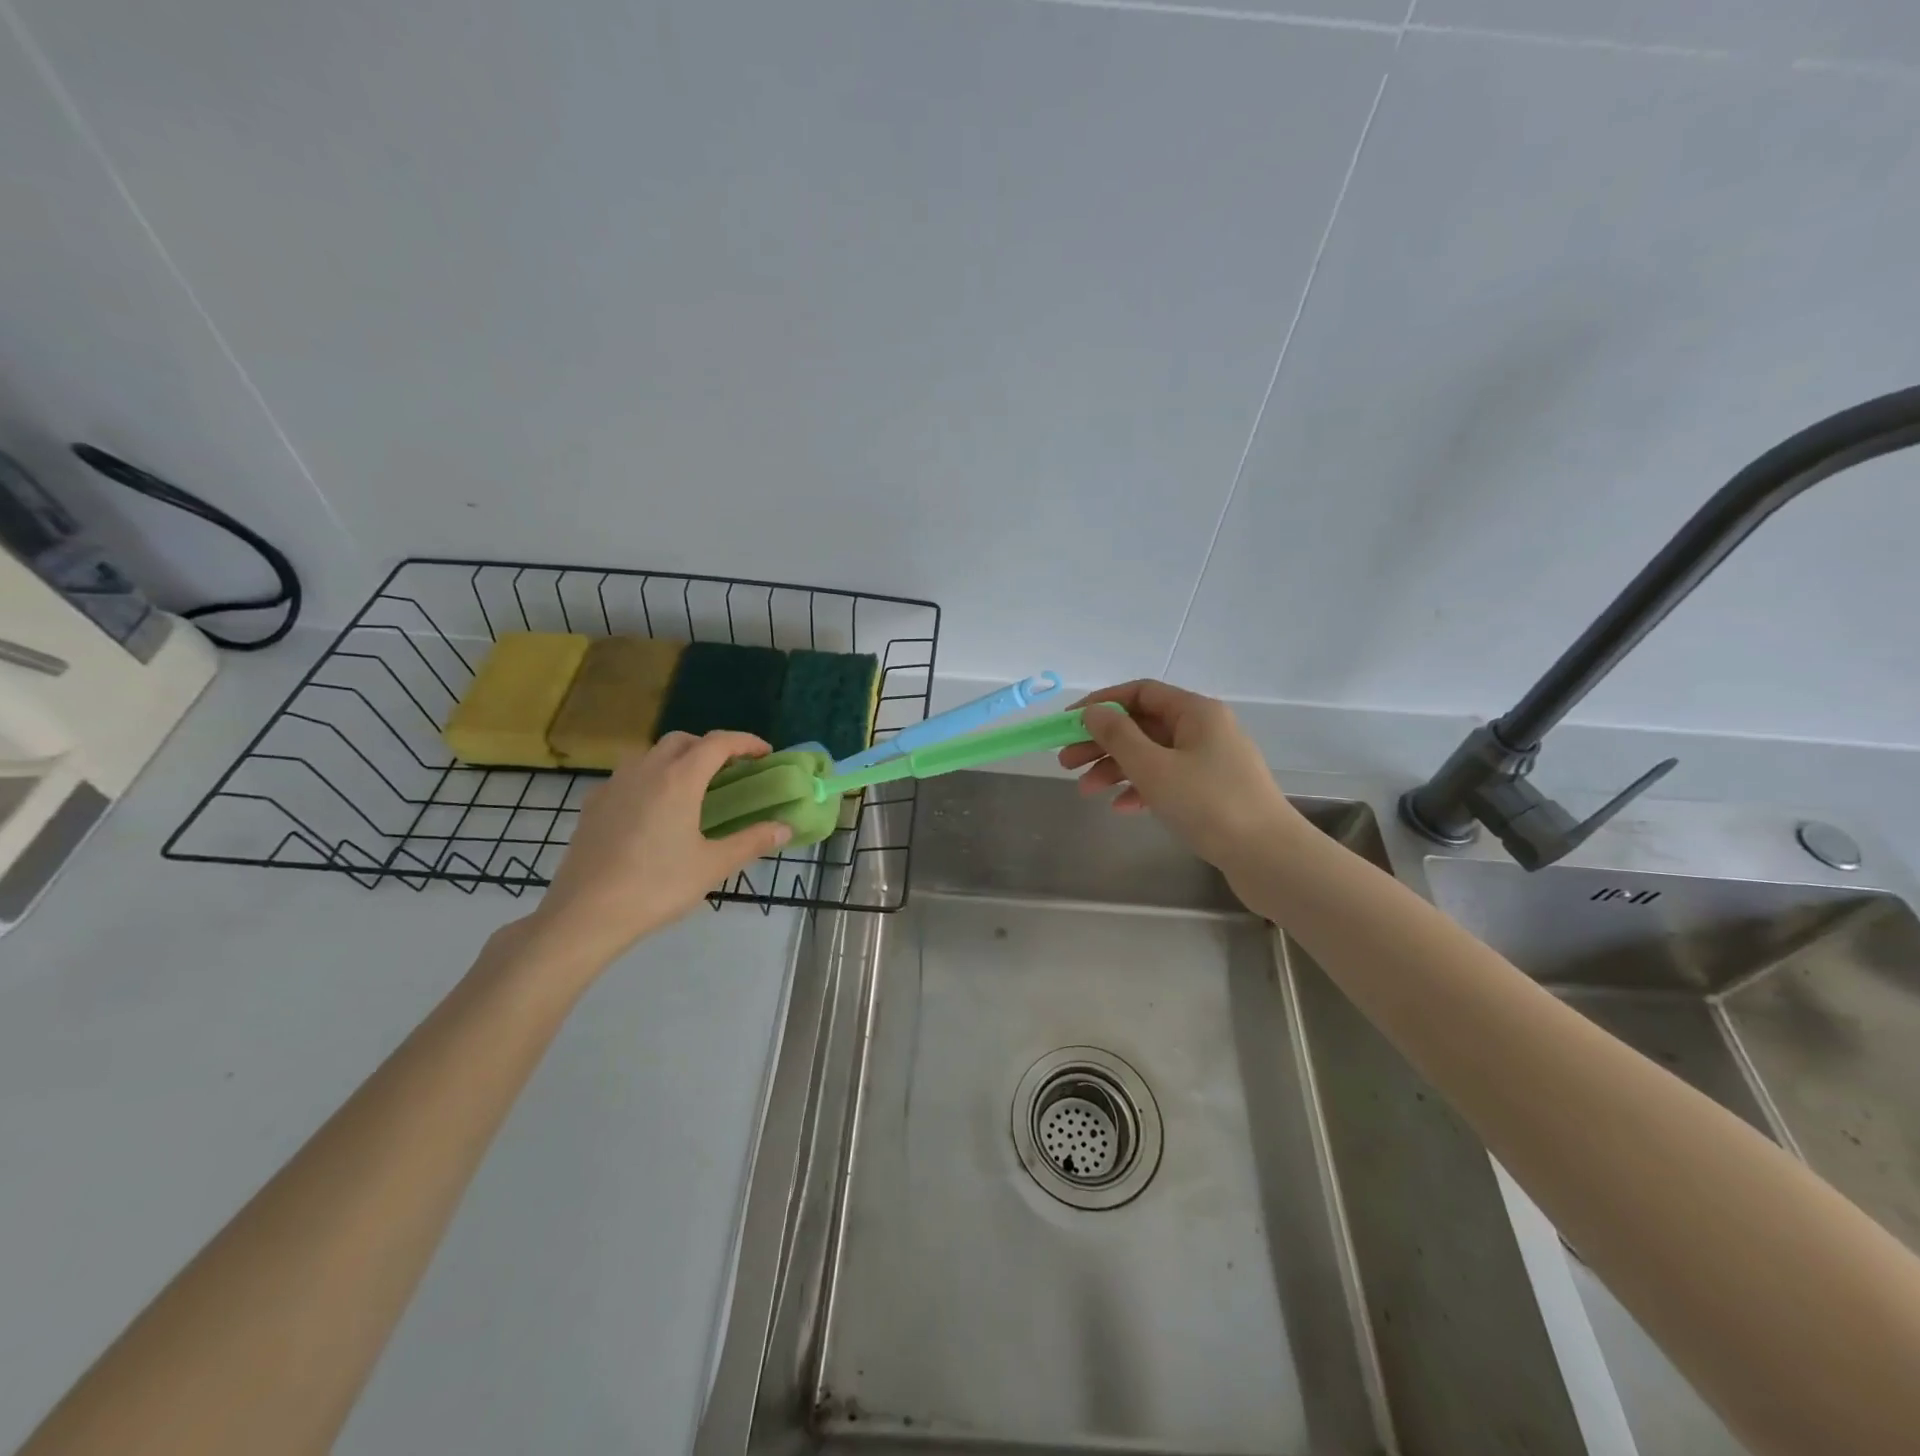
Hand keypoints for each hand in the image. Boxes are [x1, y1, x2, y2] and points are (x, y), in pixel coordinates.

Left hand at [526, 731, 791, 968]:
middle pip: (682, 741)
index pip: (717, 743)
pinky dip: (651, 778)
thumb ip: (752, 841)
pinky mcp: (593, 805)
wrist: (584, 915)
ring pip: (651, 754)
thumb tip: (785, 828)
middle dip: (711, 747)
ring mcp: (614, 785)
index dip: (746, 742)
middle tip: (731, 771)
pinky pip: (629, 776)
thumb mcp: (712, 866)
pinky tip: (655, 810)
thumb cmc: (656, 887)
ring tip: (694, 789)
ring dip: (678, 759)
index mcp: (678, 780)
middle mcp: (645, 771)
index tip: (765, 754)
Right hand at [1059, 680, 1302, 870]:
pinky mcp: (1213, 791)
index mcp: (1196, 712)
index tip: (1069, 724)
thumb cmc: (1208, 804)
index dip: (1101, 704)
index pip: (1140, 692)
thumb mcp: (1153, 767)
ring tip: (1084, 790)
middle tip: (1065, 761)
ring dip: (1116, 769)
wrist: (1268, 857)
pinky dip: (1142, 789)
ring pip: (1152, 755)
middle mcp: (1205, 729)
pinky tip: (1121, 808)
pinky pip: (1168, 780)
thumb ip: (1117, 736)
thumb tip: (1093, 711)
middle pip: (1143, 725)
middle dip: (1102, 742)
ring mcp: (1211, 761)